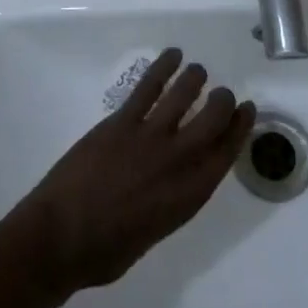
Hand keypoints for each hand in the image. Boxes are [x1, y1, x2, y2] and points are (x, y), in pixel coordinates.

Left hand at [7, 48, 255, 296]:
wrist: (60, 238)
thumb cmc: (104, 252)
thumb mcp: (153, 233)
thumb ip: (170, 201)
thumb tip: (171, 181)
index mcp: (187, 197)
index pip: (225, 154)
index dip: (240, 129)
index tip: (247, 111)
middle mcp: (176, 162)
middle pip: (212, 119)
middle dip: (224, 102)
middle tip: (224, 94)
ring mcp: (149, 136)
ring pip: (183, 94)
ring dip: (195, 78)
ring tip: (198, 71)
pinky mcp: (122, 121)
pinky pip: (149, 86)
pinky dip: (164, 66)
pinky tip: (173, 55)